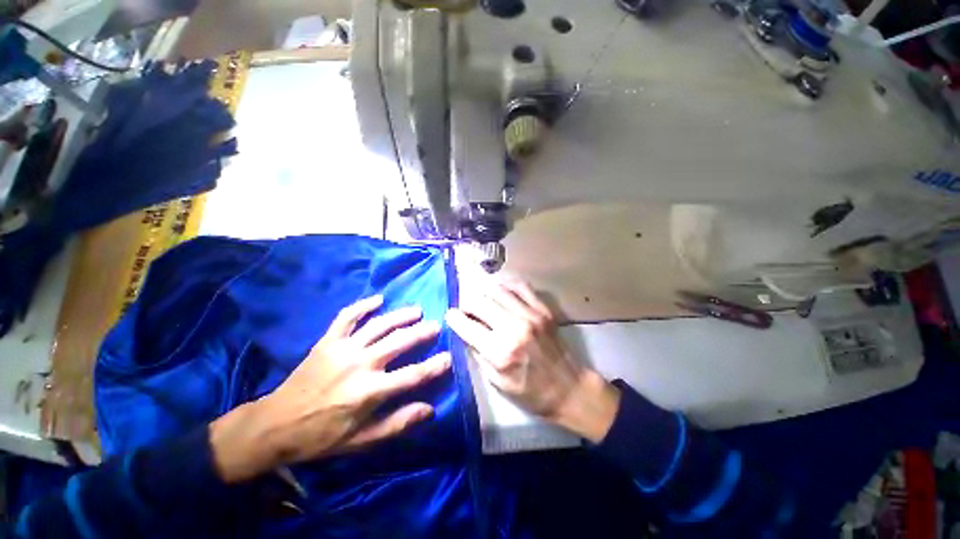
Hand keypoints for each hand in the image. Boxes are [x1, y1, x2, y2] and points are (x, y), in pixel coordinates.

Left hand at [210, 295, 450, 482]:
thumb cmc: (322, 436)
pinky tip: (378, 299)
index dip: (434, 366)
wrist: (276, 425)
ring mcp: (343, 349)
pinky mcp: (327, 341)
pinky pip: (347, 317)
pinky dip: (363, 305)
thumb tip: (429, 409)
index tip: (449, 357)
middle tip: (436, 325)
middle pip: (399, 342)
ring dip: (400, 315)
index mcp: (370, 391)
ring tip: (416, 310)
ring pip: (378, 325)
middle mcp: (360, 364)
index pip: (412, 375)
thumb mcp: (362, 440)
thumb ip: (397, 424)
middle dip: (422, 332)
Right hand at [445, 279, 619, 442]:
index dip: (453, 318)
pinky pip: (520, 286)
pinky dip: (506, 286)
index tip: (451, 316)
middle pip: (479, 301)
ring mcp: (532, 315)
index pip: (467, 325)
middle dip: (466, 302)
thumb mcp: (496, 382)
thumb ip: (477, 353)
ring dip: (483, 292)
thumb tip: (464, 330)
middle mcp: (515, 328)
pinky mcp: (543, 309)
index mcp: (501, 352)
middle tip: (464, 308)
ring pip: (497, 289)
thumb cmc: (530, 392)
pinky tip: (501, 292)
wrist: (569, 388)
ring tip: (481, 299)